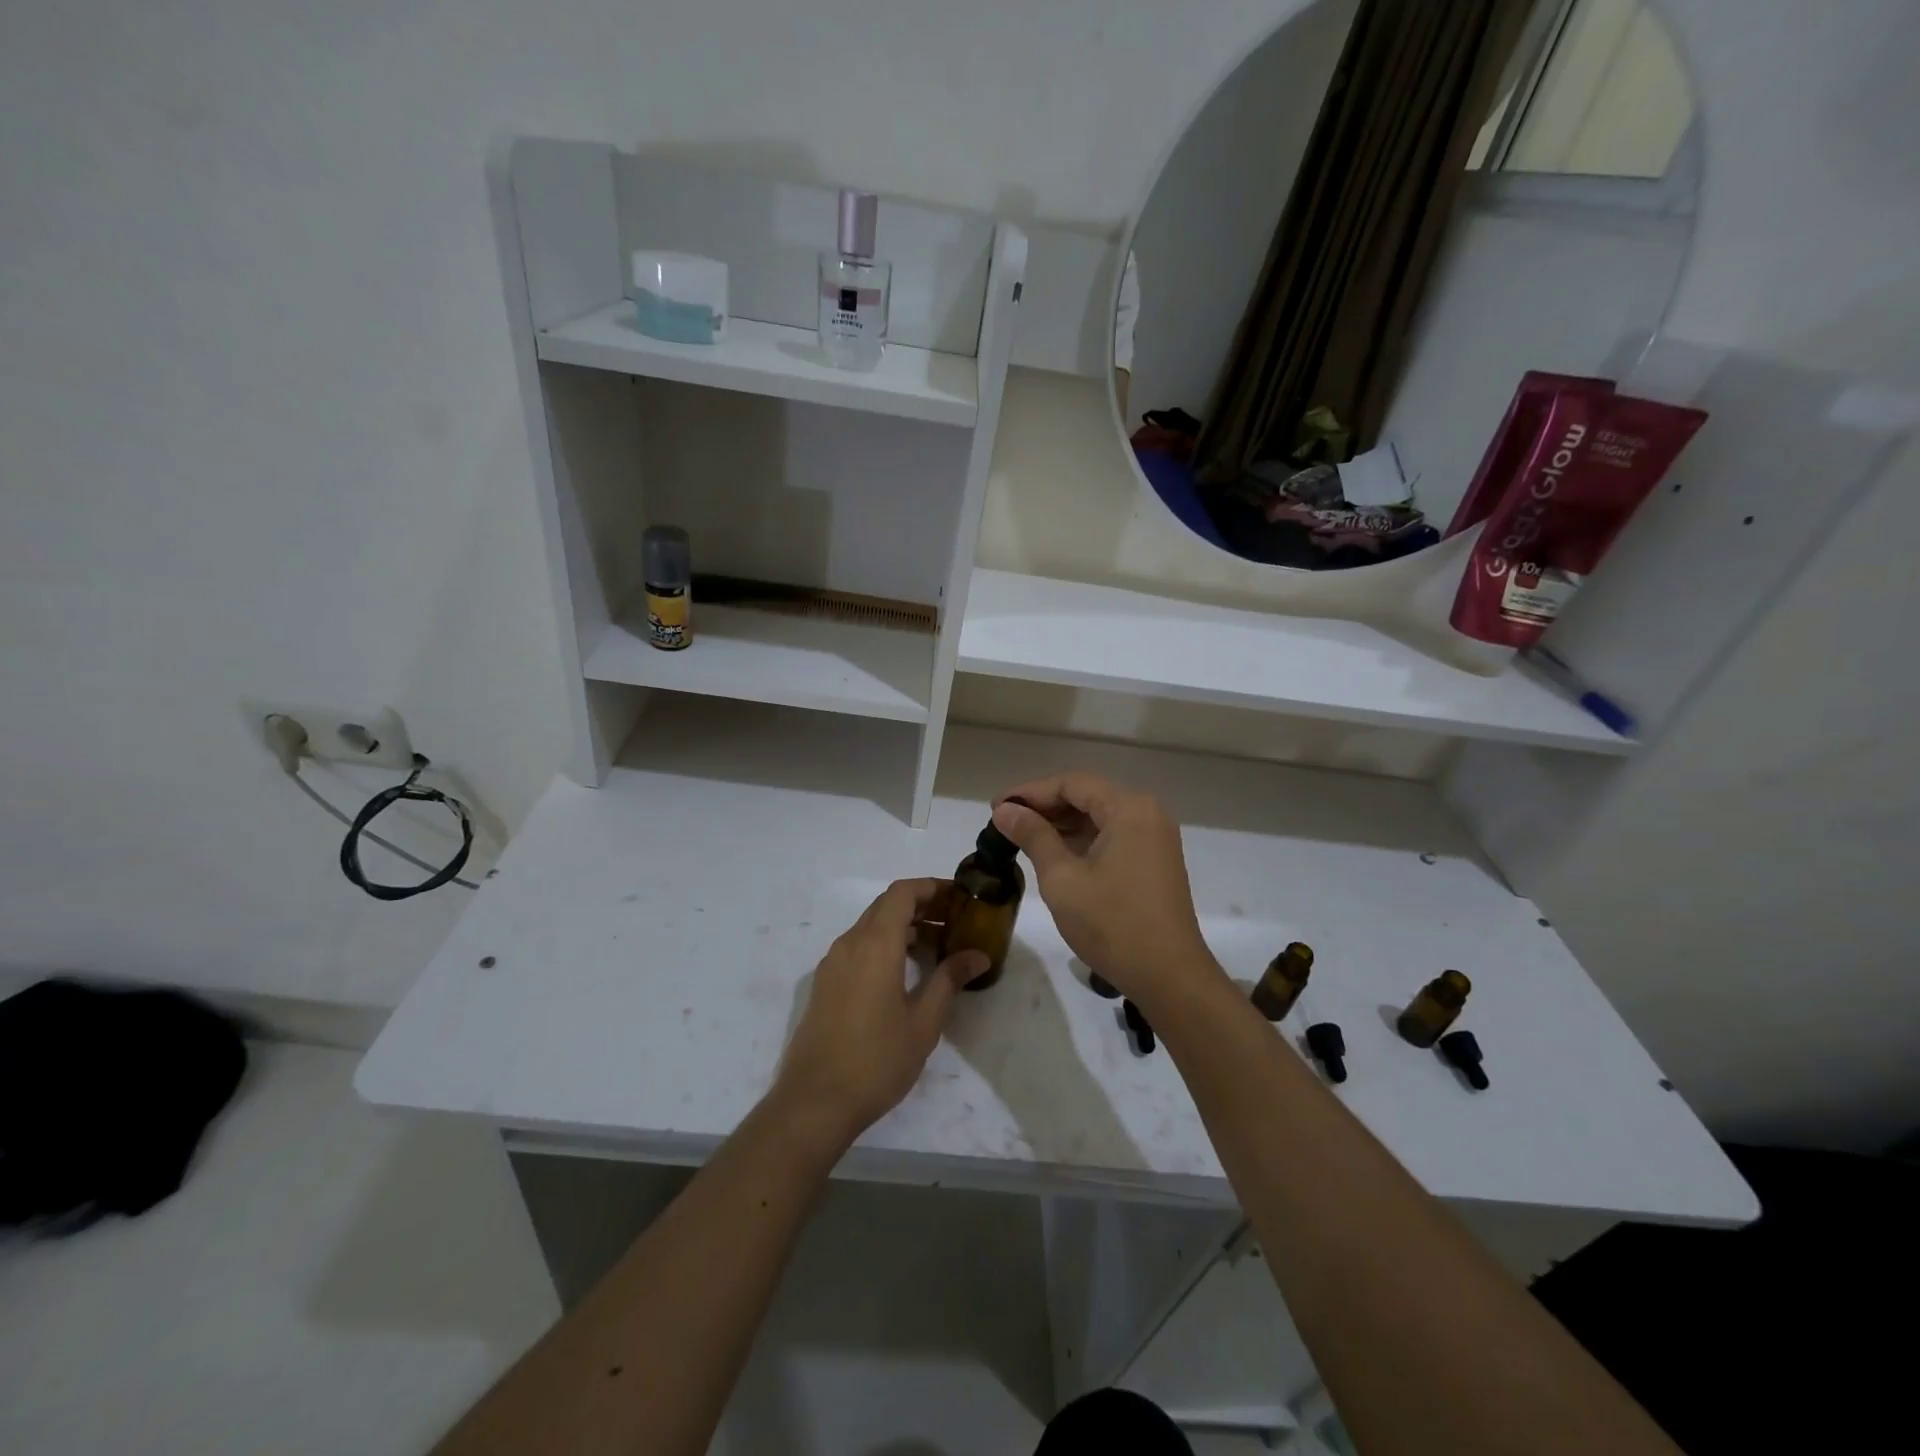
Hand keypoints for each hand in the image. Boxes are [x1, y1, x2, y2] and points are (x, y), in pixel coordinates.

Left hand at [774, 878, 988, 1143]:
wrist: (814, 1102)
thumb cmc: (876, 1060)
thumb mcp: (924, 1022)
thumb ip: (949, 980)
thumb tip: (977, 955)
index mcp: (875, 945)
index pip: (902, 893)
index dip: (931, 887)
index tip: (959, 897)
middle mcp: (849, 944)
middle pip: (886, 906)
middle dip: (921, 906)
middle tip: (955, 922)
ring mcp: (832, 963)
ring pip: (870, 926)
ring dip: (902, 927)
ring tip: (936, 948)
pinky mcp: (825, 984)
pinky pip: (858, 947)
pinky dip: (884, 945)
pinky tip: (904, 972)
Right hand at [992, 774, 1219, 1010]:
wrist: (1169, 976)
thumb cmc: (1112, 924)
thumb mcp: (1062, 878)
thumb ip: (1033, 836)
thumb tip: (1004, 810)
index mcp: (1129, 808)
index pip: (1071, 784)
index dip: (1030, 792)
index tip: (996, 806)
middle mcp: (1147, 813)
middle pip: (1087, 796)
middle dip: (1045, 807)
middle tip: (1005, 822)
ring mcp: (1155, 837)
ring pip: (1099, 817)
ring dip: (1062, 824)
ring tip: (1022, 837)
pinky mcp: (1155, 860)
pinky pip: (1113, 836)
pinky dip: (1082, 840)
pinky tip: (1053, 853)